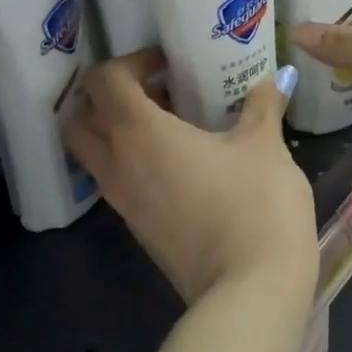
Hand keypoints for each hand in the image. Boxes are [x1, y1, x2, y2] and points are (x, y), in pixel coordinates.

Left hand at [65, 51, 316, 306]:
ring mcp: (123, 202)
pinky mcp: (138, 229)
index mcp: (139, 134)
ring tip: (170, 121)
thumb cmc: (256, 204)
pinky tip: (180, 159)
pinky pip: (117, 180)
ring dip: (117, 129)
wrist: (250, 290)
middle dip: (106, 96)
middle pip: (79, 118)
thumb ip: (262, 106)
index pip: (104, 81)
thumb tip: (272, 80)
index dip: (131, 61)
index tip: (167, 62)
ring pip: (94, 153)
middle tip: (152, 88)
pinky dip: (131, 159)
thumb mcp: (265, 146)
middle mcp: (118, 165)